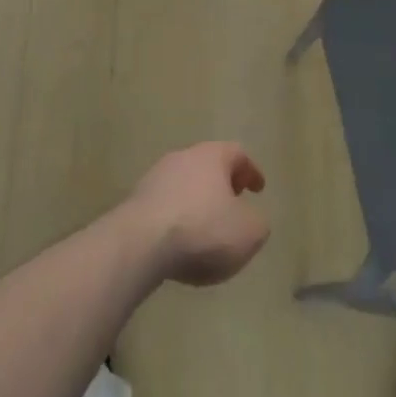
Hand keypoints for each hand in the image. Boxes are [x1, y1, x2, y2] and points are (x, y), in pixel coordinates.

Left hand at [125, 142, 269, 286]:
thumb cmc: (203, 230)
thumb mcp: (249, 232)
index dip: (251, 171)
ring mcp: (156, 177)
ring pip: (185, 183)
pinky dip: (178, 216)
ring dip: (198, 200)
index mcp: (212, 156)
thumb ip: (258, 222)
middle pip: (208, 164)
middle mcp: (183, 157)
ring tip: (207, 227)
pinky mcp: (137, 200)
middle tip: (234, 203)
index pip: (237, 153)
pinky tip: (181, 241)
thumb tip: (251, 218)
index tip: (259, 189)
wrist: (141, 243)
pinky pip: (166, 204)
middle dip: (223, 183)